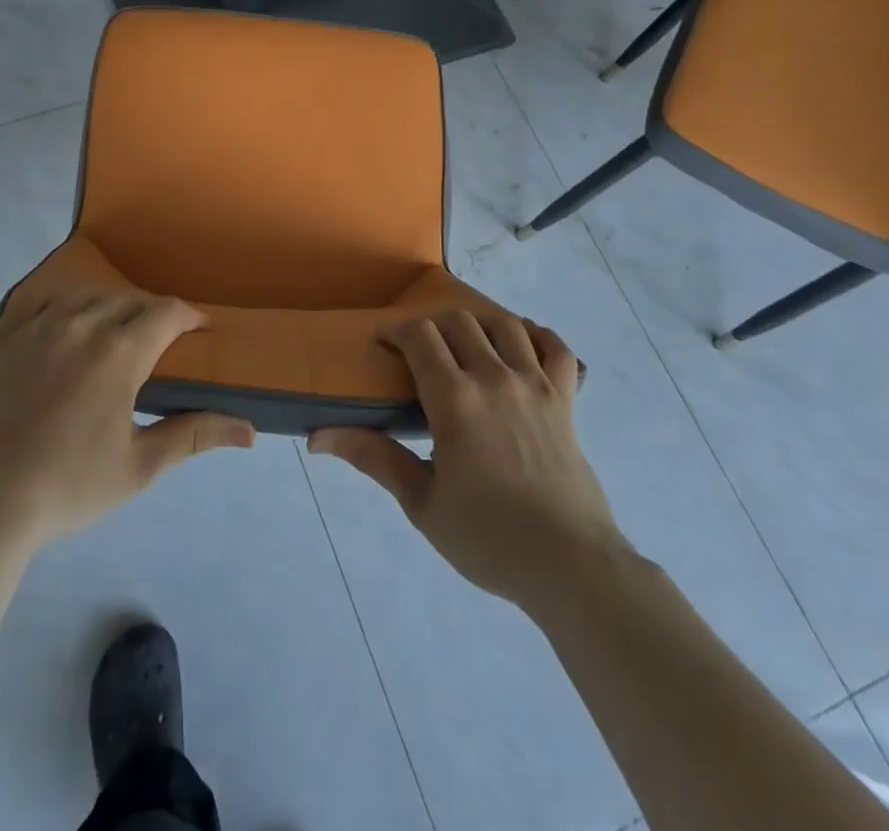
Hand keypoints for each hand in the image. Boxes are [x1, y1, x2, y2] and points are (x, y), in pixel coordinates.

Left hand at [0, 291, 254, 546]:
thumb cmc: (70, 487)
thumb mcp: (141, 466)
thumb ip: (195, 435)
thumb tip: (249, 430)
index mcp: (120, 352)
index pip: (167, 313)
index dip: (189, 316)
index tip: (200, 328)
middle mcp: (82, 324)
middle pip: (129, 300)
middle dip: (150, 315)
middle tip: (156, 343)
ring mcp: (37, 325)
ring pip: (86, 296)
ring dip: (107, 307)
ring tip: (110, 333)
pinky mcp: (2, 334)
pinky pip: (40, 301)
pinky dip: (61, 307)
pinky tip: (63, 327)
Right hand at [310, 313, 621, 607]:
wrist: (571, 566)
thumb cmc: (489, 538)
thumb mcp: (422, 503)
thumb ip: (374, 458)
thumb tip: (317, 437)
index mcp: (455, 399)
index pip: (420, 336)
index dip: (397, 330)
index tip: (383, 342)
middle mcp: (494, 378)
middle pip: (459, 322)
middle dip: (432, 325)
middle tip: (418, 350)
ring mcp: (535, 385)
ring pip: (504, 325)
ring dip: (478, 324)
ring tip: (464, 343)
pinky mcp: (566, 400)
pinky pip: (556, 348)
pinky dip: (537, 335)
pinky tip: (522, 342)